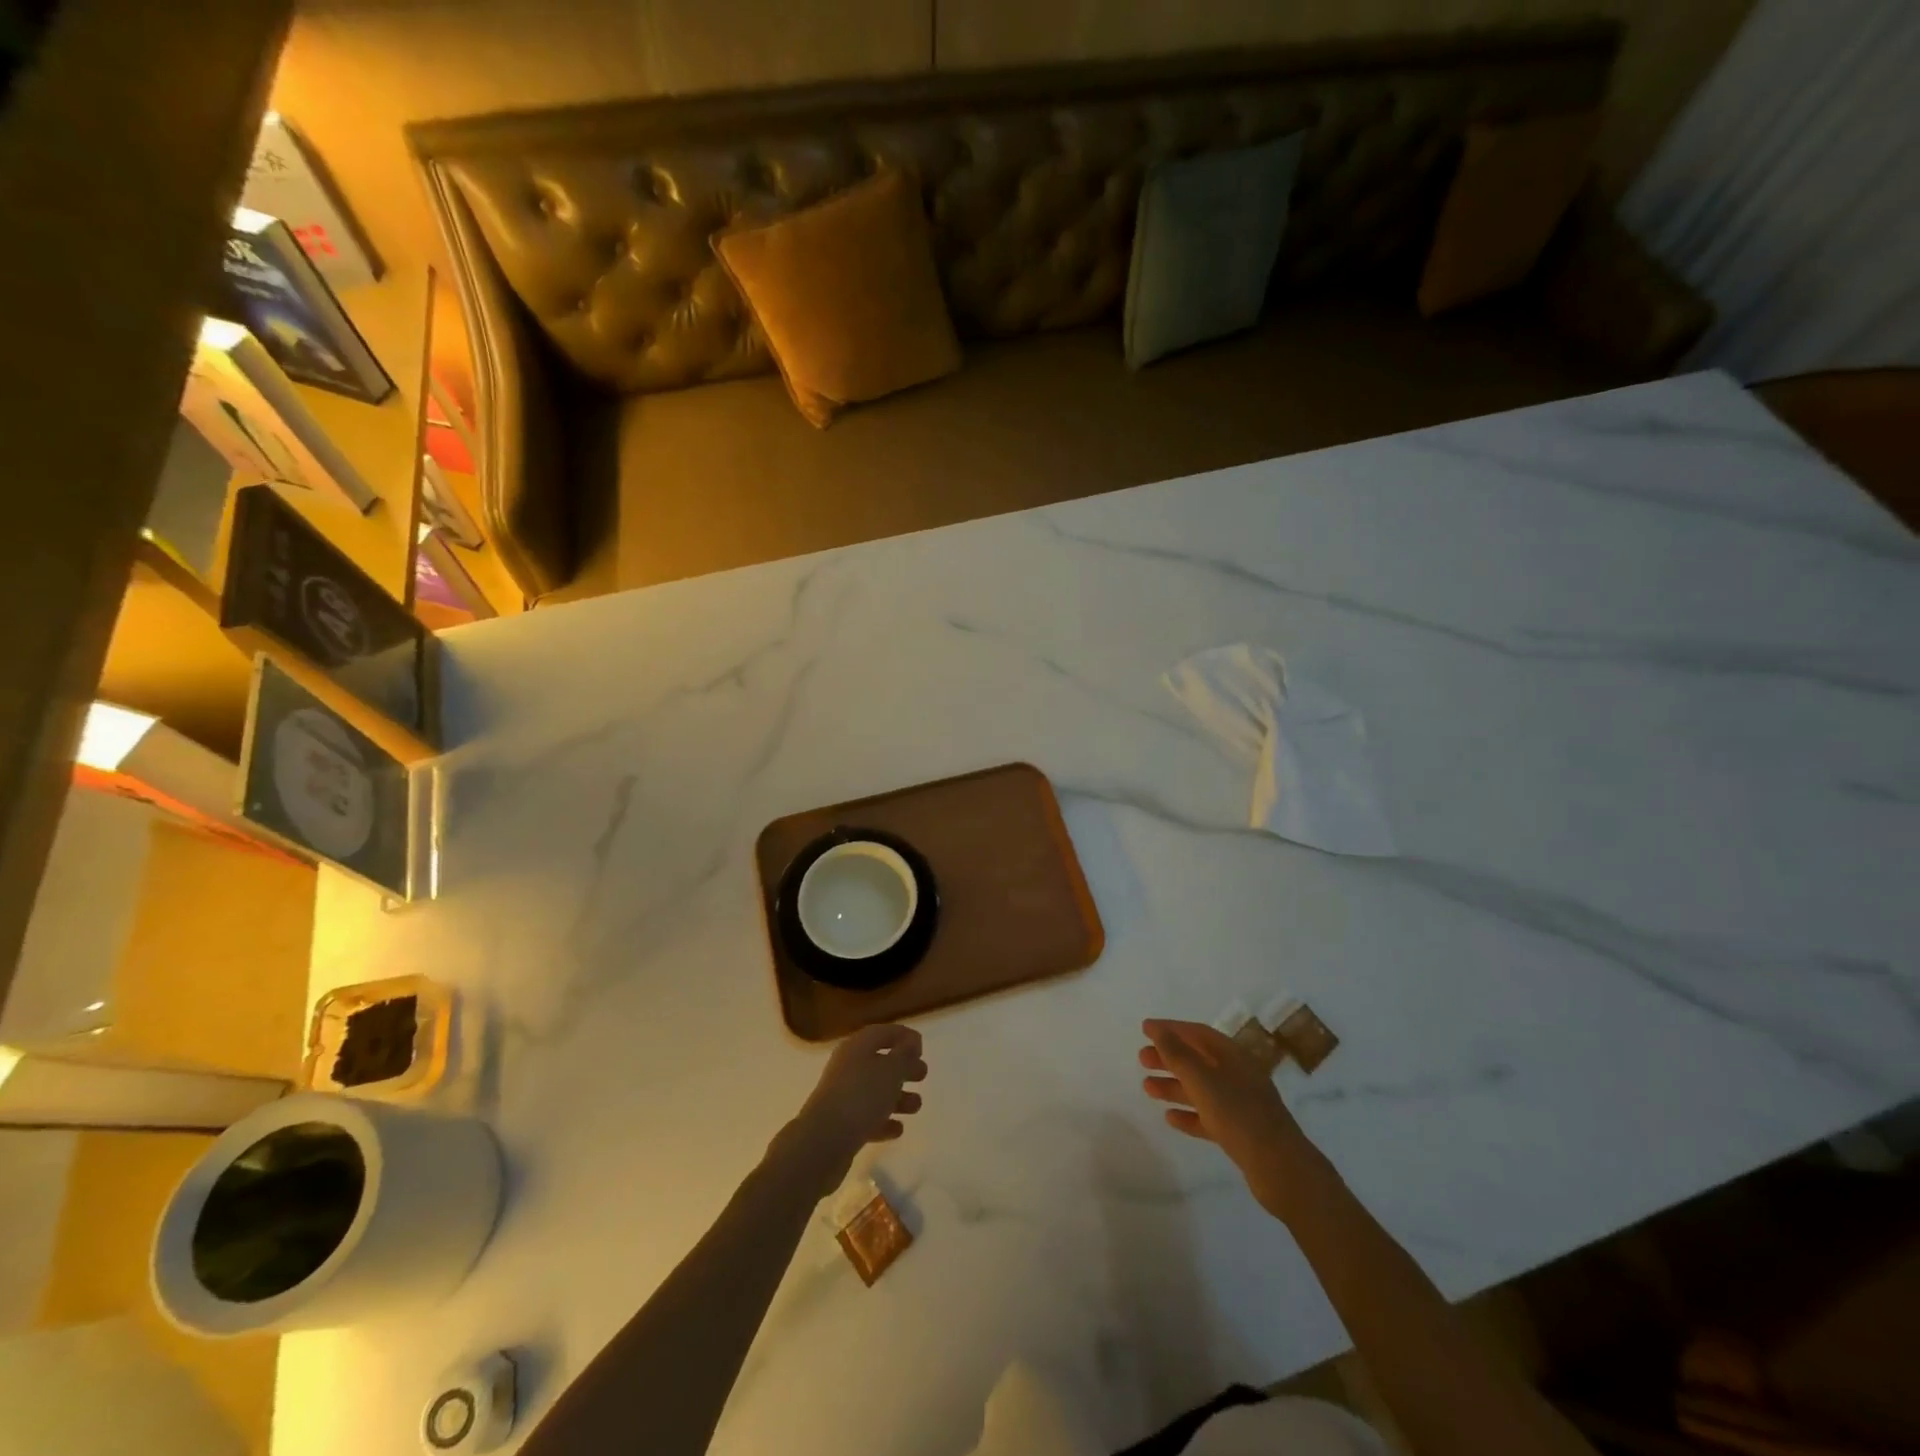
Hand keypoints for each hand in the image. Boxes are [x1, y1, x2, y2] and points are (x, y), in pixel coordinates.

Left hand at [775, 1024, 927, 1198]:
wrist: (824, 1142)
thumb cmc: (861, 1097)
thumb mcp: (891, 1070)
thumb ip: (904, 1055)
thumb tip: (911, 1041)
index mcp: (857, 1047)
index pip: (883, 1032)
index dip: (903, 1036)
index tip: (922, 1048)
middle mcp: (848, 1067)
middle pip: (880, 1061)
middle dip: (903, 1068)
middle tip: (923, 1075)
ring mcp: (843, 1096)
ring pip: (875, 1091)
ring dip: (897, 1097)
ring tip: (916, 1106)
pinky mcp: (841, 1124)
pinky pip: (867, 1117)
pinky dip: (883, 1121)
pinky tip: (898, 1129)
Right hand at [1139, 1018, 1325, 1220]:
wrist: (1281, 1169)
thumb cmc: (1239, 1115)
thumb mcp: (1203, 1080)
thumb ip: (1177, 1054)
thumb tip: (1156, 1029)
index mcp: (1234, 1056)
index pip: (1197, 1033)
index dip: (1171, 1029)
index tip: (1145, 1028)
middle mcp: (1238, 1075)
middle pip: (1198, 1060)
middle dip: (1169, 1057)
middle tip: (1141, 1059)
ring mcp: (1241, 1104)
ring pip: (1201, 1089)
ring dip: (1174, 1086)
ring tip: (1147, 1088)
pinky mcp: (1240, 1132)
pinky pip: (1208, 1116)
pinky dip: (1189, 1114)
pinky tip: (1170, 1118)